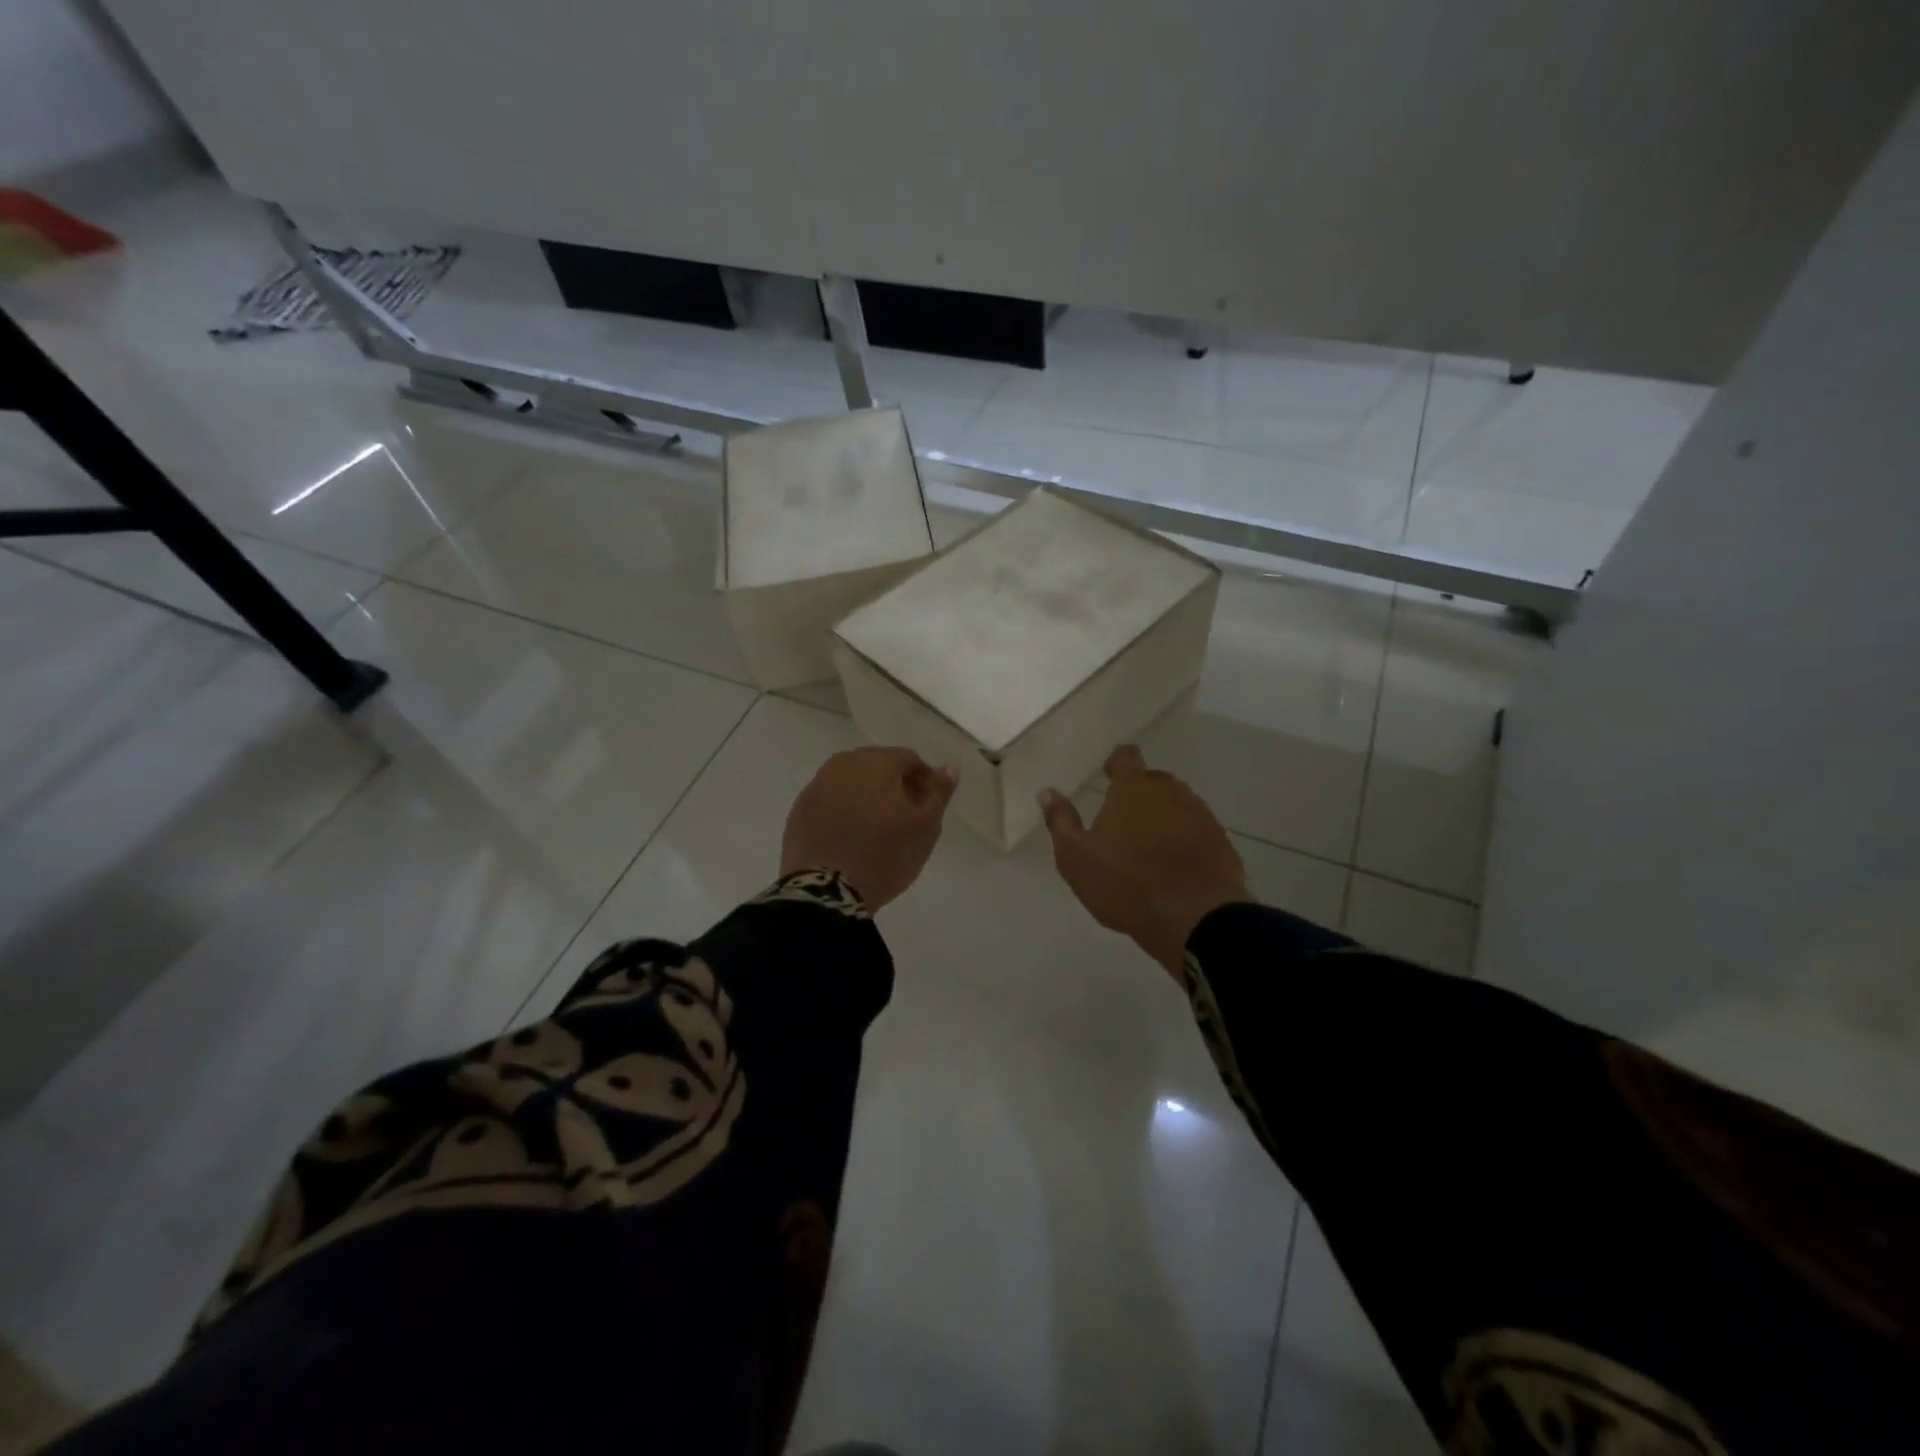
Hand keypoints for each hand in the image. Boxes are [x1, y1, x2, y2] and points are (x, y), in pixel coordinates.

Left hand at [781, 747, 958, 910]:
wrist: (825, 892)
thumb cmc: (884, 855)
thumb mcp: (925, 827)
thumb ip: (939, 792)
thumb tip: (949, 767)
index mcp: (876, 762)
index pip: (909, 759)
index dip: (924, 781)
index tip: (929, 808)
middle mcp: (842, 764)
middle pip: (877, 767)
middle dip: (894, 786)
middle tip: (905, 819)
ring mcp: (816, 787)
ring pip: (850, 783)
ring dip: (866, 797)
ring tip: (877, 831)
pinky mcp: (798, 812)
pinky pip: (829, 803)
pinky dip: (843, 812)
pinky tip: (850, 838)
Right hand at [1039, 745, 1249, 976]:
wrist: (1194, 917)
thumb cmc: (1125, 884)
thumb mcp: (1076, 857)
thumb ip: (1060, 821)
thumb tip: (1046, 792)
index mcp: (1133, 788)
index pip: (1126, 756)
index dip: (1116, 763)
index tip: (1107, 776)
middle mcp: (1170, 791)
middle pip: (1153, 781)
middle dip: (1138, 794)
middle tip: (1122, 823)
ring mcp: (1200, 815)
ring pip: (1177, 805)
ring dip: (1163, 818)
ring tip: (1148, 849)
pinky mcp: (1220, 841)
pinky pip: (1197, 830)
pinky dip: (1184, 840)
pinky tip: (1174, 867)